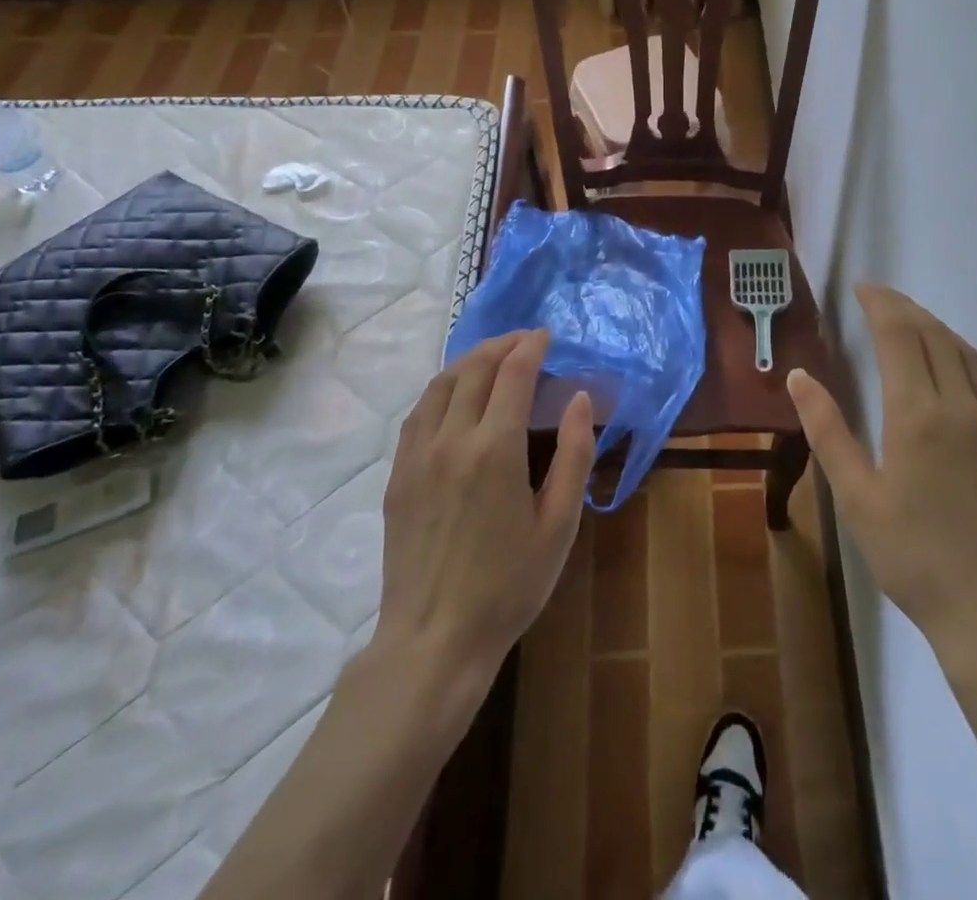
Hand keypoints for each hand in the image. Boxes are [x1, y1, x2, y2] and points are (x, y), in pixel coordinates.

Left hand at [374, 330, 594, 685]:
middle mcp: (452, 439)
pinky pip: (419, 412)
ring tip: (492, 358)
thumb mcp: (559, 524)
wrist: (434, 639)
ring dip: (470, 360)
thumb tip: (578, 398)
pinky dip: (441, 388)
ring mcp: (418, 455)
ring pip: (441, 384)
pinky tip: (454, 395)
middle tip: (524, 341)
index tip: (545, 336)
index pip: (513, 374)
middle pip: (475, 369)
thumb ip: (574, 455)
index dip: (530, 347)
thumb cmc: (509, 586)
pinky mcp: (398, 474)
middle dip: (502, 345)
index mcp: (495, 449)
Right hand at [786, 286, 976, 674]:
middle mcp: (961, 406)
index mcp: (917, 414)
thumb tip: (799, 376)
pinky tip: (962, 364)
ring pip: (967, 354)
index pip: (899, 335)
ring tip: (913, 322)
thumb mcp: (857, 498)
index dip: (880, 304)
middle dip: (904, 309)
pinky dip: (971, 358)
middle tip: (879, 300)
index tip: (861, 289)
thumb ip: (827, 431)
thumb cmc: (915, 559)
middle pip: (934, 336)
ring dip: (937, 328)